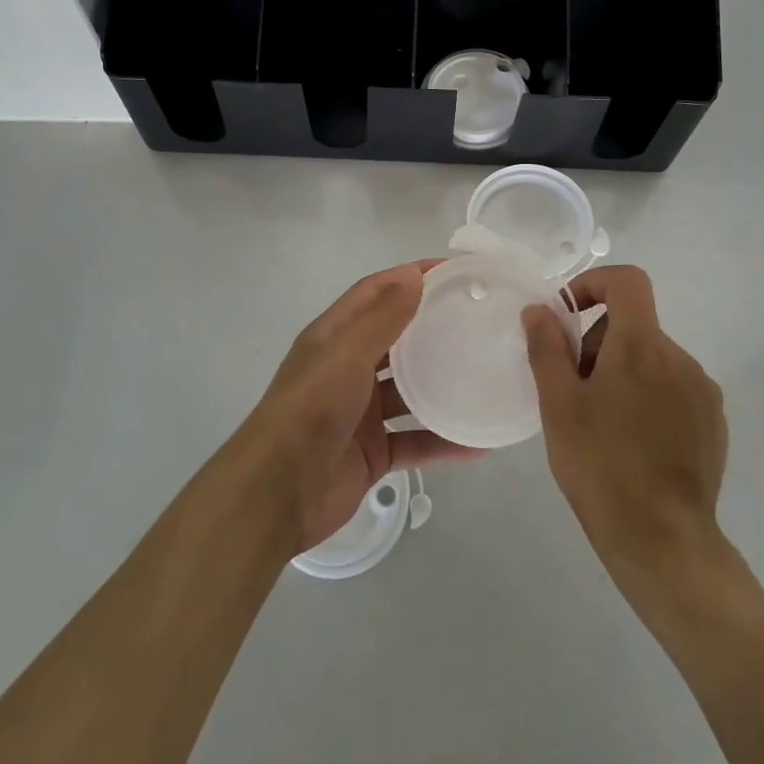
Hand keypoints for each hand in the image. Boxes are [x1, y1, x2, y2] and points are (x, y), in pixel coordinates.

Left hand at [242, 263, 477, 551]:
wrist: (277, 493)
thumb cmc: (310, 409)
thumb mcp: (346, 355)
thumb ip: (382, 319)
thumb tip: (413, 276)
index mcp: (334, 337)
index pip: (375, 293)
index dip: (410, 276)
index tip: (454, 270)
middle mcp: (347, 368)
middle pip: (396, 339)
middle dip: (432, 326)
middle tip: (478, 318)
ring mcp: (361, 412)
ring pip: (409, 391)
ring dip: (442, 384)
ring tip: (486, 373)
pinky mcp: (373, 452)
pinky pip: (415, 440)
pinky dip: (443, 440)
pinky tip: (479, 441)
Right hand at [523, 266, 729, 588]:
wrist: (664, 542)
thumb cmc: (601, 467)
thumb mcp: (558, 405)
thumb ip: (547, 348)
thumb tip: (539, 310)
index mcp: (643, 346)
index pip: (628, 281)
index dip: (593, 284)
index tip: (567, 316)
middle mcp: (680, 358)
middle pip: (634, 325)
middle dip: (598, 344)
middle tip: (573, 391)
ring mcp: (703, 392)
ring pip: (652, 360)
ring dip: (622, 374)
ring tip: (600, 424)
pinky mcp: (713, 423)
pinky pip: (673, 389)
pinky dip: (648, 398)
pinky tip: (632, 444)